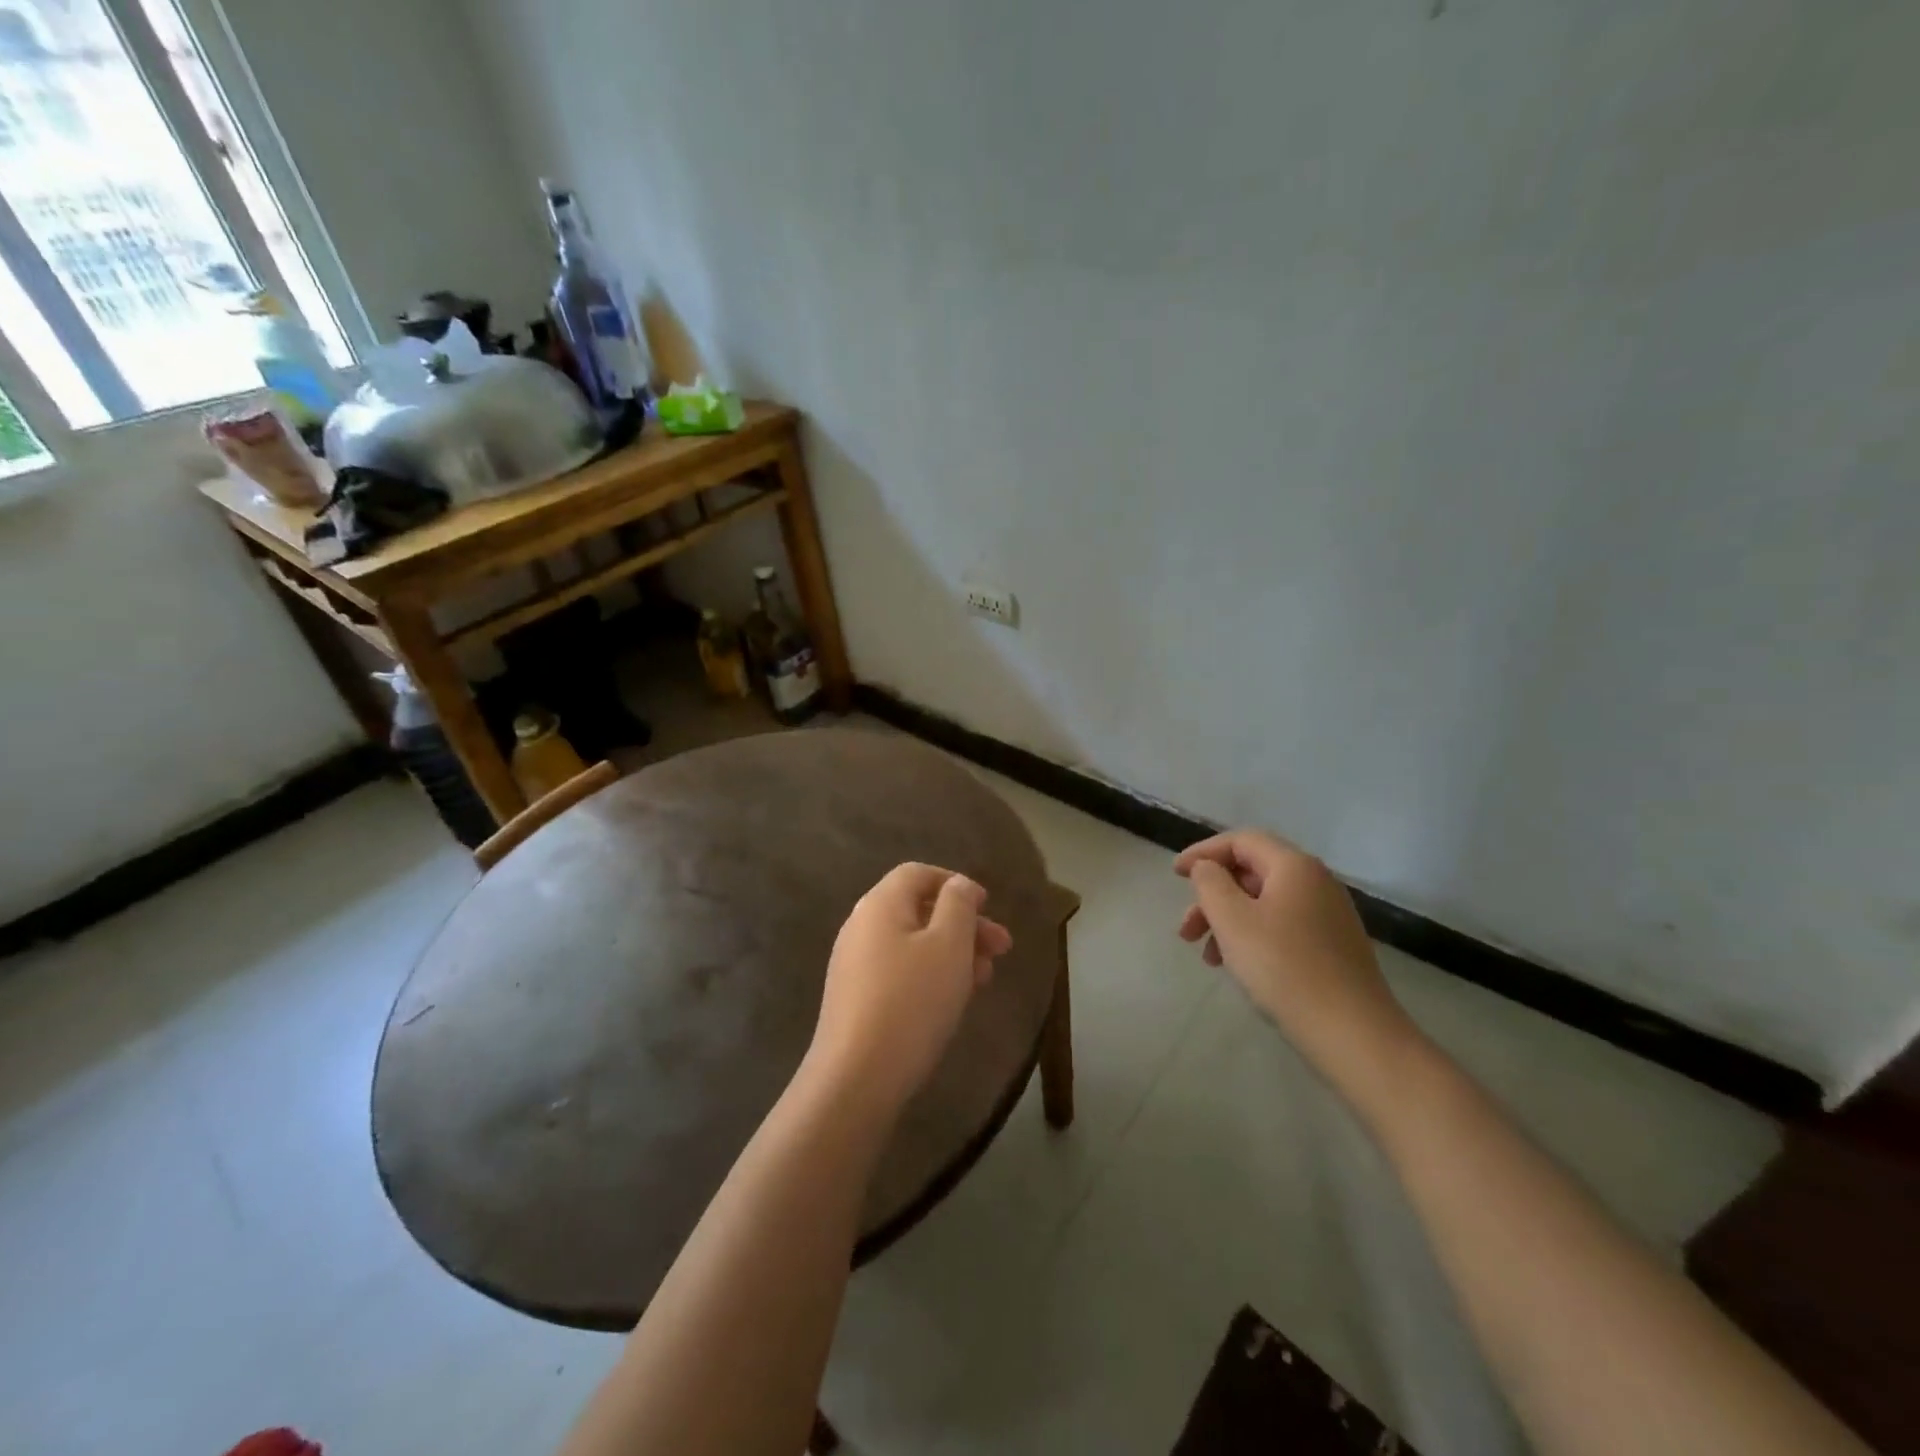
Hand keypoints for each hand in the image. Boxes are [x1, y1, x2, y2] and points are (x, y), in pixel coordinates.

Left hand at [806, 862, 1013, 1112]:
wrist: (856, 1078)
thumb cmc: (912, 1001)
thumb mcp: (949, 945)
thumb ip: (959, 905)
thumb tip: (959, 886)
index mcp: (880, 904)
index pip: (918, 873)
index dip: (956, 883)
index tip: (987, 907)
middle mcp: (861, 926)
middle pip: (918, 909)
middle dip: (964, 924)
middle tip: (1002, 948)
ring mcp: (854, 964)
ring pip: (912, 943)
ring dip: (953, 952)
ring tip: (984, 978)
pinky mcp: (856, 998)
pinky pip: (900, 971)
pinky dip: (931, 974)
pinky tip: (953, 999)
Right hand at [1176, 830, 1418, 1097]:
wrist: (1353, 1033)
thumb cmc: (1284, 968)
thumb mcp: (1232, 920)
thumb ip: (1210, 883)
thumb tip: (1206, 867)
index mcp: (1294, 867)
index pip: (1241, 840)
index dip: (1203, 852)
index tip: (1175, 875)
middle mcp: (1316, 882)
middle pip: (1251, 872)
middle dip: (1212, 896)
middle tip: (1185, 930)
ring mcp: (1329, 915)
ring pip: (1264, 903)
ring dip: (1227, 921)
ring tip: (1206, 958)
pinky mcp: (1333, 946)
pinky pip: (1281, 926)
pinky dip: (1252, 937)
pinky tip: (1238, 967)